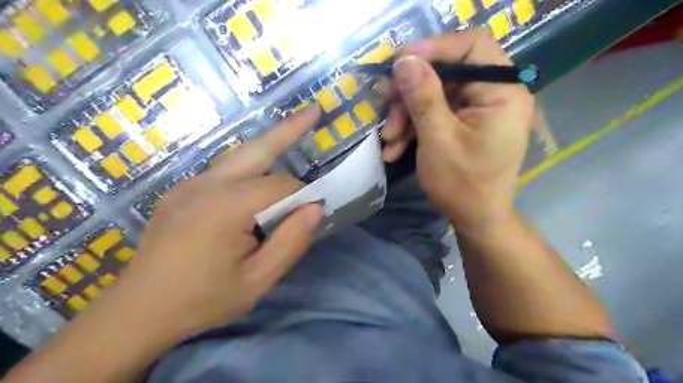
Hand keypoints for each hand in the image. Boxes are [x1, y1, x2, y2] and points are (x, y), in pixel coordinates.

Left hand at [118, 107, 322, 339]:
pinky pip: (226, 171)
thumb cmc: (202, 300)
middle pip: (257, 148)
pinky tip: (260, 180)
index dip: (302, 197)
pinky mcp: (182, 190)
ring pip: (241, 156)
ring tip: (296, 127)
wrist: (137, 311)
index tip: (313, 212)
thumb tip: (315, 208)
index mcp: (224, 207)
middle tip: (314, 110)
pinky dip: (250, 167)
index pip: (280, 187)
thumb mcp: (257, 280)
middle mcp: (205, 185)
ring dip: (270, 145)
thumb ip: (290, 242)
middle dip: (289, 129)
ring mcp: (189, 184)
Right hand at [380, 29, 532, 233]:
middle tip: (384, 106)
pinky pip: (436, 114)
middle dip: (410, 93)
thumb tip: (404, 60)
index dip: (434, 48)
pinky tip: (394, 148)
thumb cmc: (463, 185)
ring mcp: (478, 110)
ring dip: (406, 116)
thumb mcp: (438, 140)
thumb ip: (422, 97)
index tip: (399, 61)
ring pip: (435, 96)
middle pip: (447, 73)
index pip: (472, 46)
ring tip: (388, 140)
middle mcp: (494, 94)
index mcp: (502, 92)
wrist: (476, 220)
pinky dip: (413, 128)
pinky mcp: (464, 124)